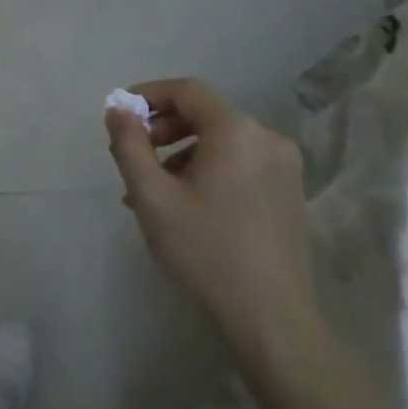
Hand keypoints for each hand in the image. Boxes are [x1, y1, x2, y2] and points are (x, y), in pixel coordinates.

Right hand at [105, 78, 319, 366]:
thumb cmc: (205, 250)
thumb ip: (129, 145)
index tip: (120, 114)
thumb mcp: (152, 197)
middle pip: (206, 114)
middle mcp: (267, 138)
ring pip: (222, 142)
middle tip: (133, 154)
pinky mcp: (290, 193)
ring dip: (182, 153)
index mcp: (236, 131)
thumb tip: (117, 109)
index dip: (149, 94)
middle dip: (163, 127)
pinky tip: (187, 205)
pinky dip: (208, 169)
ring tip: (153, 190)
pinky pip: (240, 163)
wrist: (272, 318)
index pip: (187, 91)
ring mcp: (284, 167)